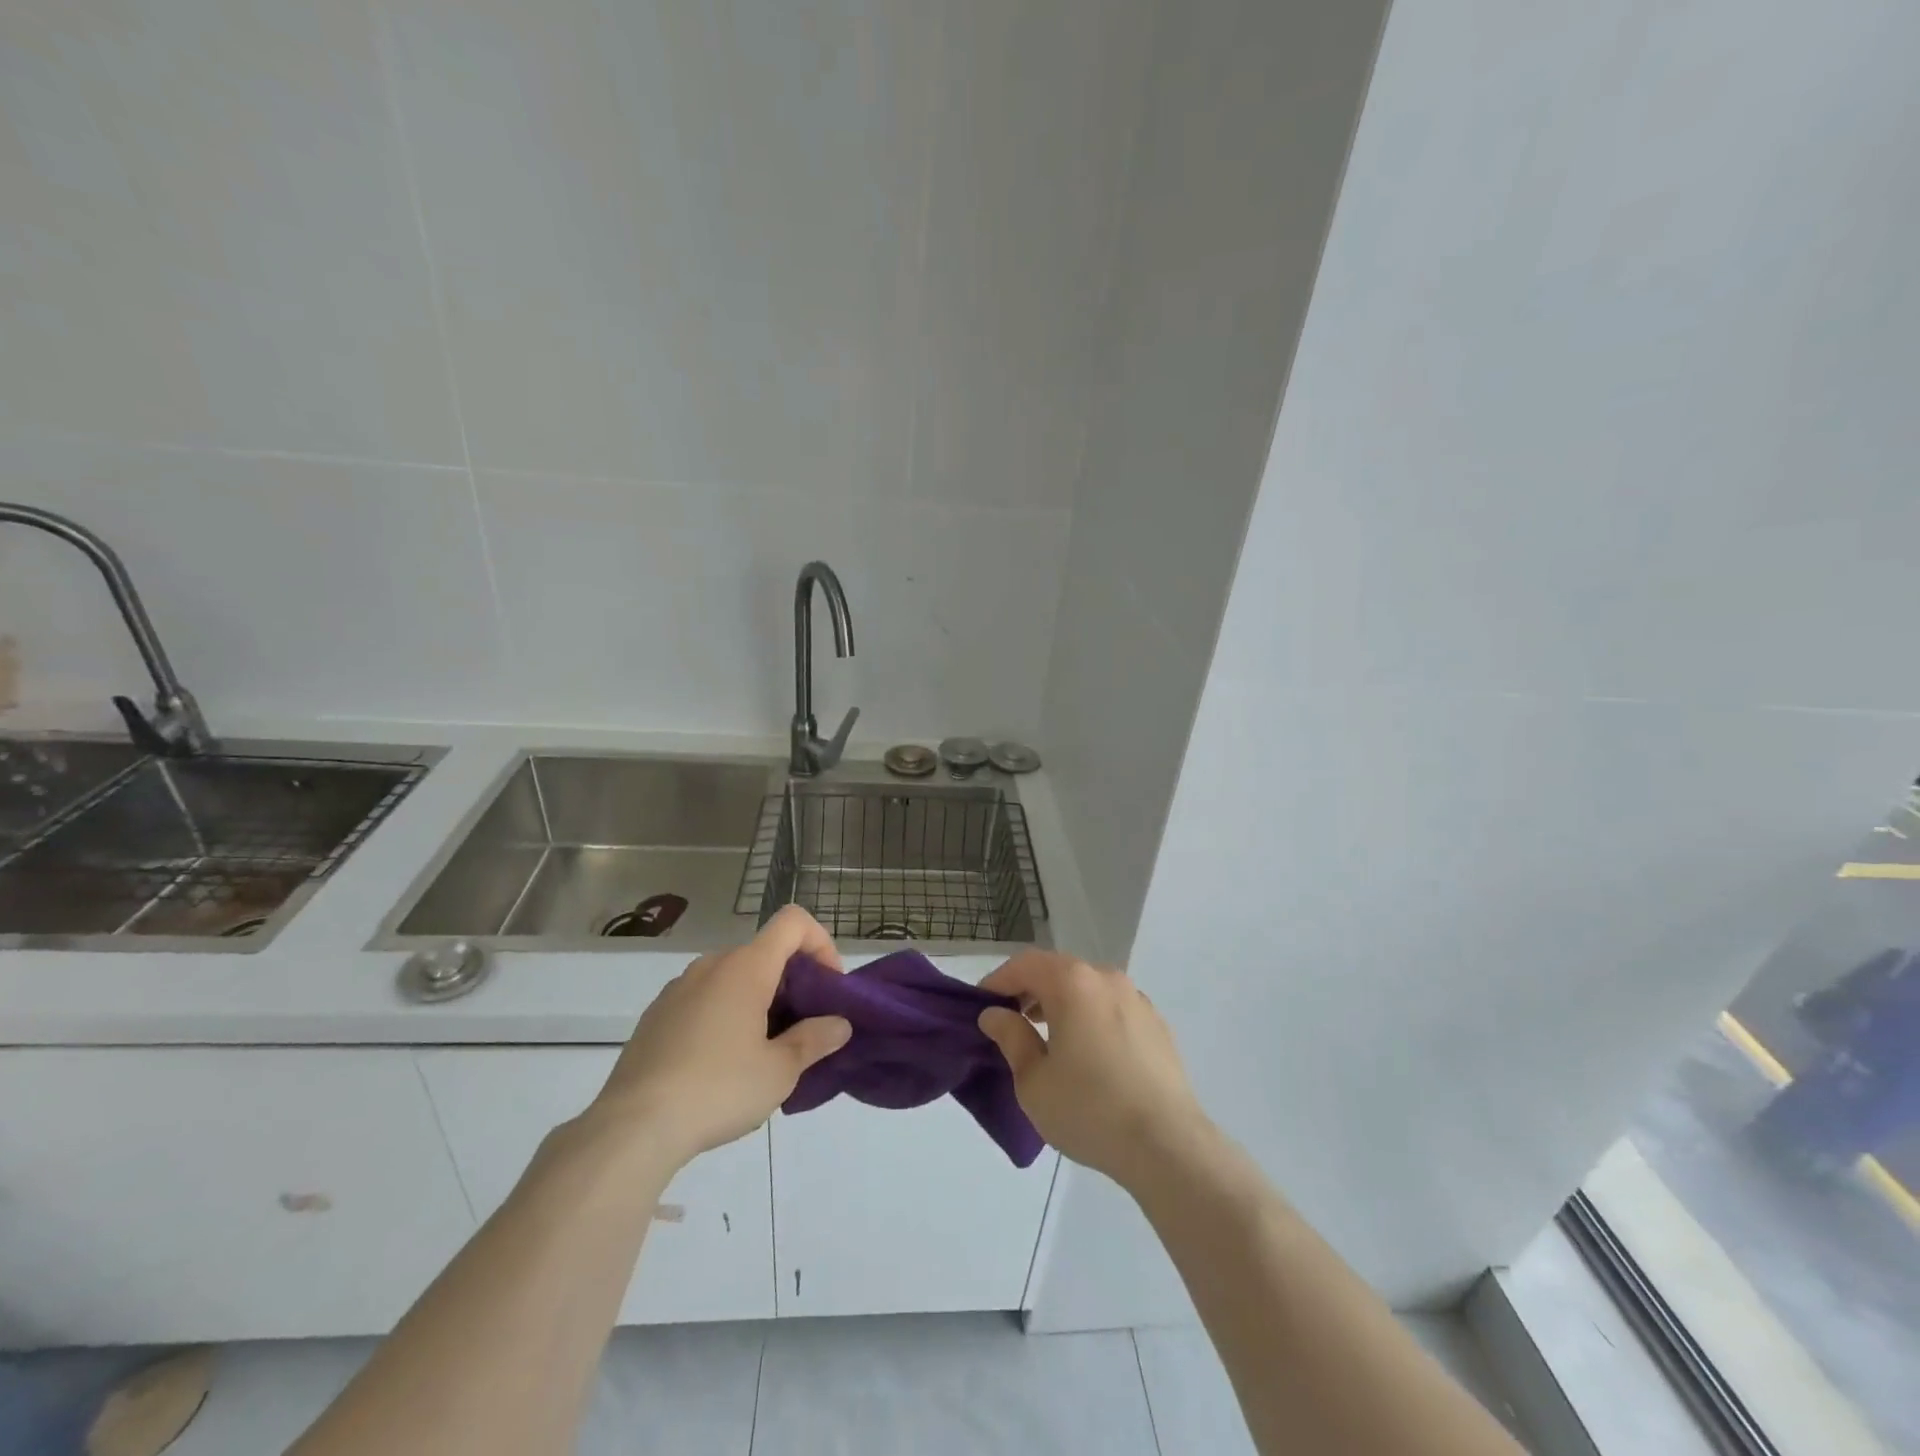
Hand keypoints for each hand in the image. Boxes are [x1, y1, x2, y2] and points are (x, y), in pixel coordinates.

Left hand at [588, 906, 851, 1168]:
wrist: (632, 1128)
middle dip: (792, 981)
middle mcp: (711, 965)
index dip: (820, 943)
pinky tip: (721, 1064)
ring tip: (763, 1051)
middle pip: (765, 952)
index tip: (828, 987)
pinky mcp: (656, 1016)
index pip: (793, 922)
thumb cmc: (717, 1089)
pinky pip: (704, 999)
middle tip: (803, 1029)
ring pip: (733, 977)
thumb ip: (814, 1040)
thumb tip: (838, 1025)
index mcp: (746, 967)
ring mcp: (678, 989)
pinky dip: (725, 1014)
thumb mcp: (780, 1071)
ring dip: (758, 999)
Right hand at [977, 952, 1208, 1191]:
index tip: (982, 1006)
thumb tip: (996, 1014)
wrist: (1167, 1144)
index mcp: (1073, 983)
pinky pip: (1112, 1007)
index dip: (998, 981)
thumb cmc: (1089, 1109)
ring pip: (1087, 987)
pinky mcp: (1157, 1024)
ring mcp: (1136, 999)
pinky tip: (1087, 1053)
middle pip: (1058, 970)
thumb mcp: (1034, 1081)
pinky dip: (1090, 1016)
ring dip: (1061, 1002)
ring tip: (1046, 1037)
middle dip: (1029, 990)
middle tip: (1010, 1021)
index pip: (1025, 965)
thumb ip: (1011, 1038)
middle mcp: (1106, 979)